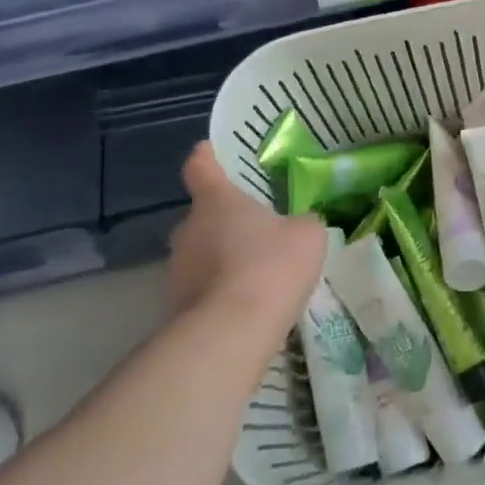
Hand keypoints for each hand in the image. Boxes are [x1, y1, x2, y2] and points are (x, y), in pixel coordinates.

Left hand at [167, 143, 325, 335]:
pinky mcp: (176, 307)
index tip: (210, 152)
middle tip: (256, 228)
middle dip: (225, 220)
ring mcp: (177, 269)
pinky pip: (202, 288)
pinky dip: (221, 292)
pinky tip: (248, 305)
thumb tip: (301, 225)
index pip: (201, 166)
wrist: (232, 333)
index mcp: (216, 200)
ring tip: (256, 273)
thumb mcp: (307, 235)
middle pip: (203, 214)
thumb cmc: (271, 266)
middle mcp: (188, 228)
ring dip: (223, 258)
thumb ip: (303, 223)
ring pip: (202, 253)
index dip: (207, 157)